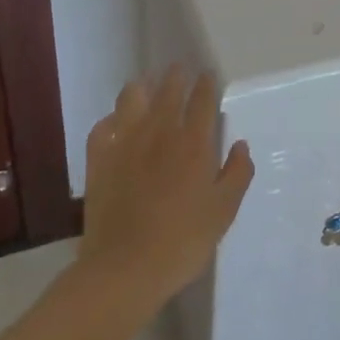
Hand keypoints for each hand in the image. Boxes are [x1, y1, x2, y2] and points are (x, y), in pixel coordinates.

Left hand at [78, 67, 253, 313]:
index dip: (207, 84)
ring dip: (142, 88)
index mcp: (194, 143)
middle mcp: (160, 132)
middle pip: (168, 90)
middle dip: (176, 76)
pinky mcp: (99, 160)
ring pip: (131, 98)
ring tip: (147, 87)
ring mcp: (125, 143)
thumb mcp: (224, 212)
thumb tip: (240, 145)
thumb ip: (237, 173)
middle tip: (180, 70)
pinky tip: (116, 124)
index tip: (209, 76)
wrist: (125, 269)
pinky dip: (112, 120)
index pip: (202, 99)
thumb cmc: (183, 241)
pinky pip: (103, 127)